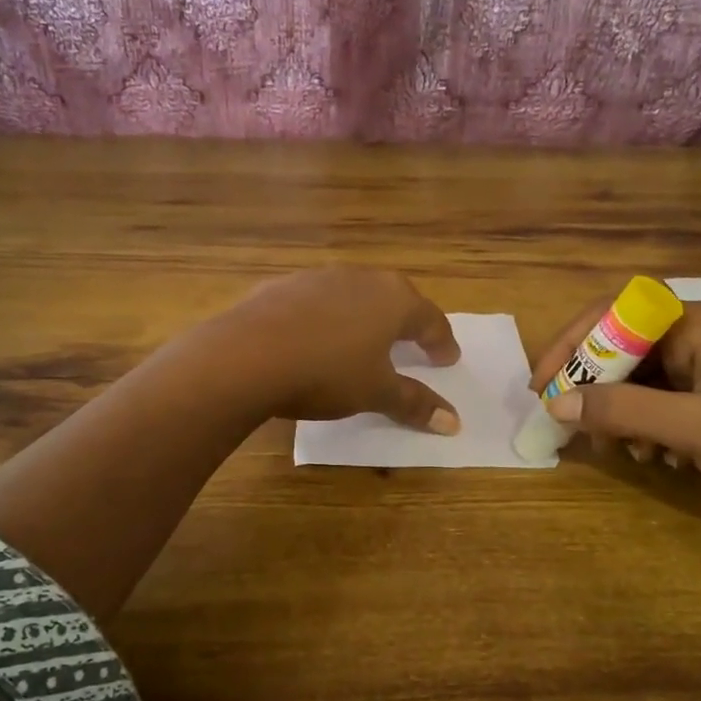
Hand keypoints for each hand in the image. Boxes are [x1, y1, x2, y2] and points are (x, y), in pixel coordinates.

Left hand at [214, 268, 461, 432]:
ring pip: (355, 295)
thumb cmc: (326, 373)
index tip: (447, 360)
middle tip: (413, 344)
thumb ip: (415, 403)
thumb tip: (454, 422)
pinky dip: (326, 318)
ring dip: (365, 316)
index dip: (441, 343)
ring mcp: (319, 277)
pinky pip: (317, 301)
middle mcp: (361, 278)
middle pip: (395, 299)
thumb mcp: (376, 393)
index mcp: (394, 300)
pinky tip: (315, 338)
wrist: (247, 355)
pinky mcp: (283, 285)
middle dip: (407, 323)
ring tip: (364, 341)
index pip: (431, 319)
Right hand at [529, 297, 700, 535]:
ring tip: (619, 449)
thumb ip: (622, 411)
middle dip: (593, 386)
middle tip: (567, 419)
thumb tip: (556, 403)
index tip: (544, 380)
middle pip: (621, 347)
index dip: (574, 340)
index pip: (618, 311)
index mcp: (700, 324)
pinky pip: (653, 405)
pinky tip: (654, 458)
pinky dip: (641, 429)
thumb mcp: (693, 428)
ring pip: (634, 380)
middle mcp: (698, 338)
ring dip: (617, 413)